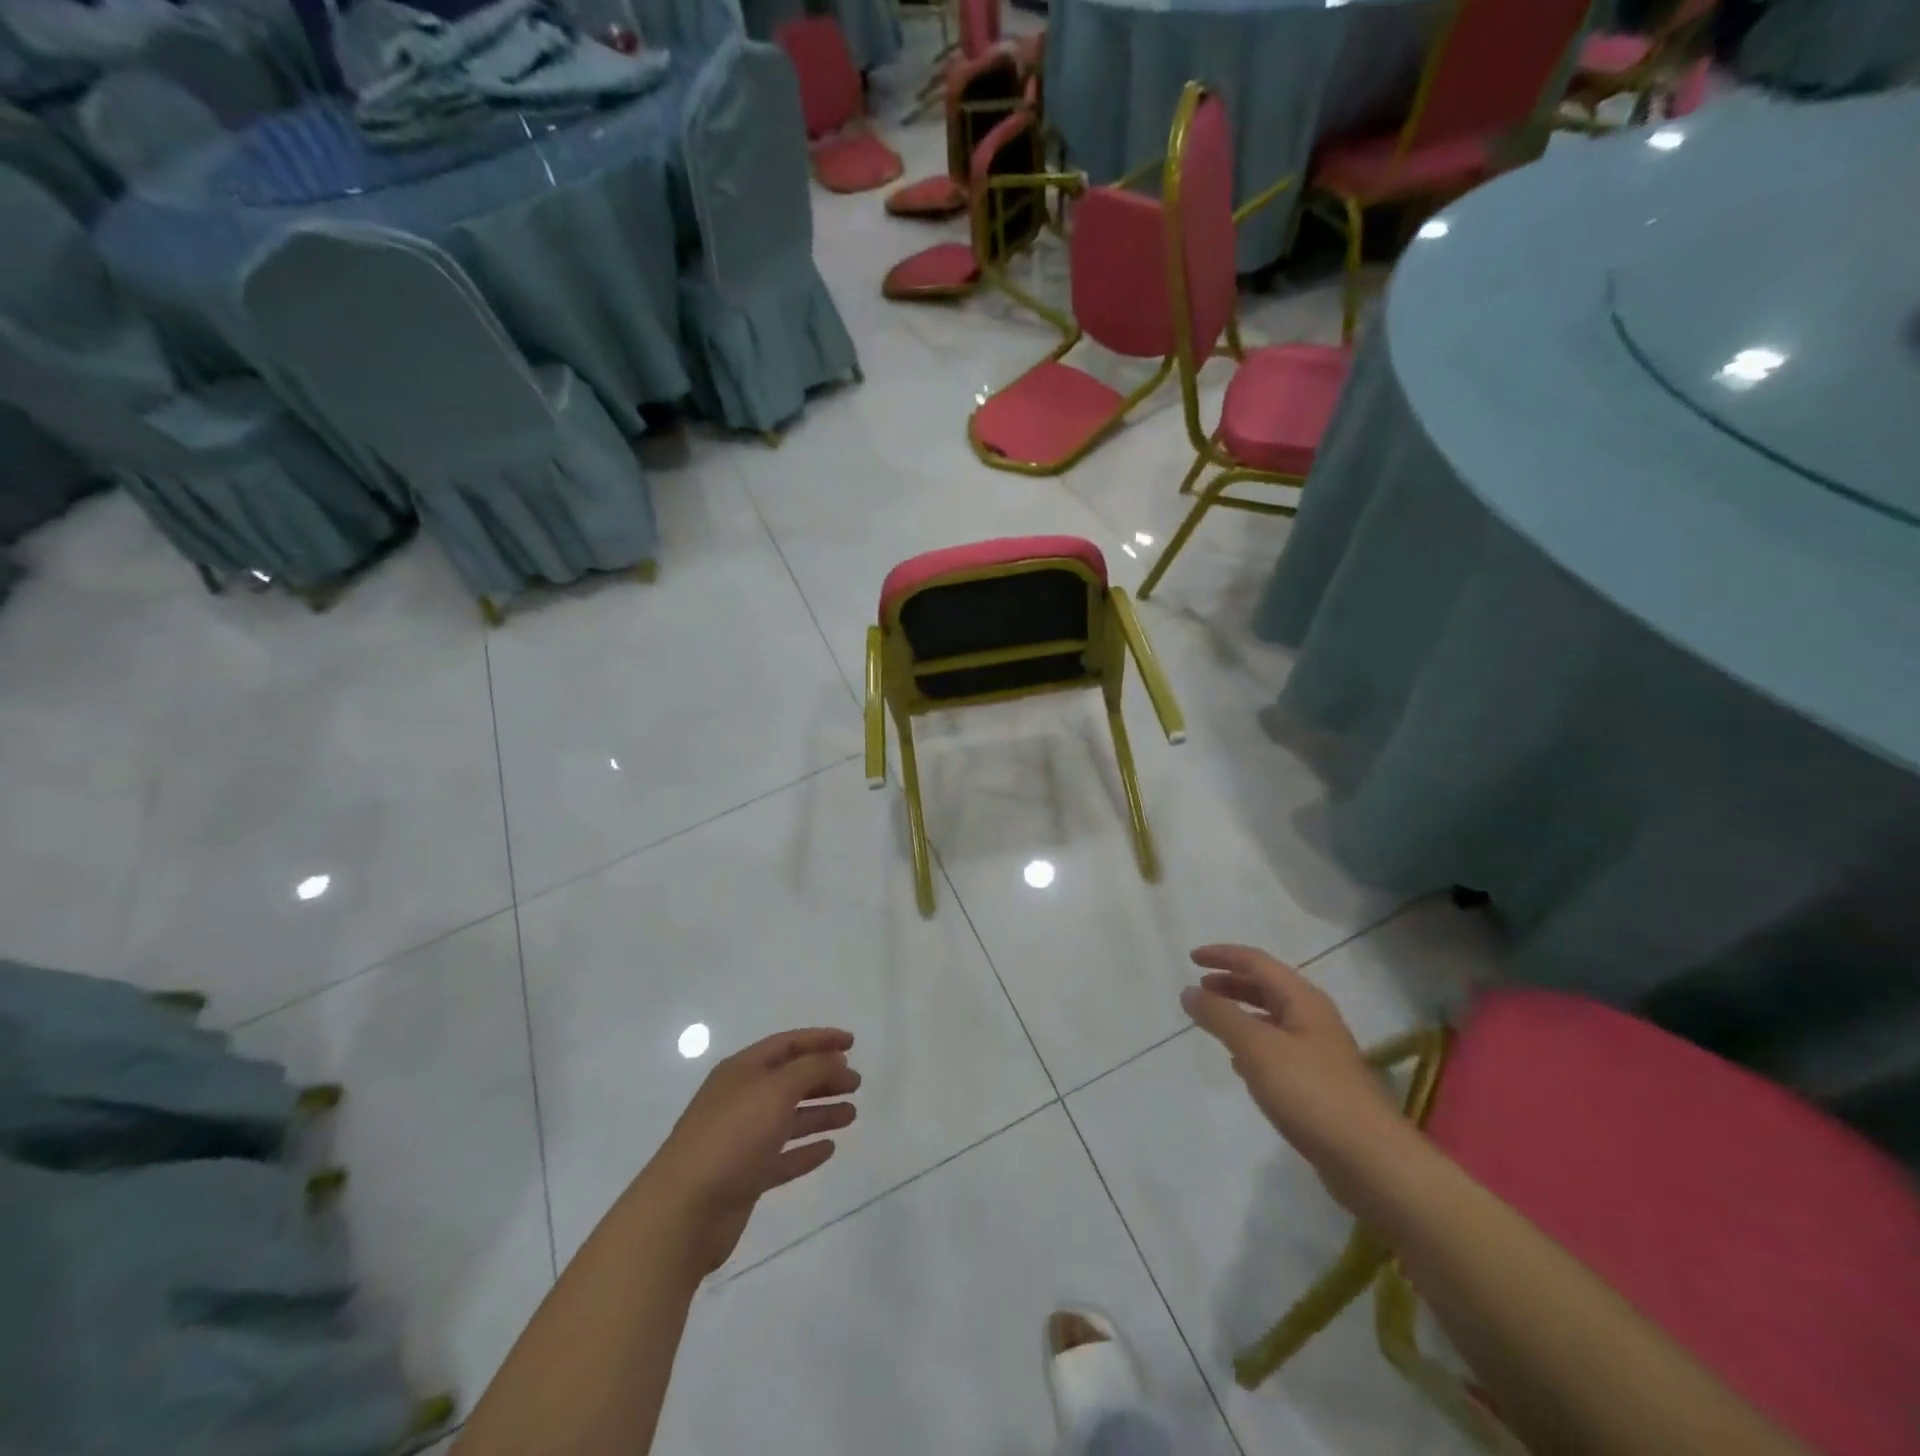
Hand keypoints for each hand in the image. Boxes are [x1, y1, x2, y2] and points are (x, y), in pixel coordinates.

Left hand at [644, 1028, 860, 1274]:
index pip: (787, 1044)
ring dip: (820, 1113)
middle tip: (856, 1083)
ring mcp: (742, 1139)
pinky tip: (829, 1149)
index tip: (852, 1043)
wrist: (684, 1211)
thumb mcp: (776, 1089)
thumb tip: (835, 1061)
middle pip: (790, 1080)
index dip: (820, 1039)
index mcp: (742, 1070)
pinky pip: (782, 1157)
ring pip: (789, 1118)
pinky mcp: (745, 1176)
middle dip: (824, 1078)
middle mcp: (742, 1099)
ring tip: (852, 1115)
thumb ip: (811, 1069)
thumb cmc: (732, 1136)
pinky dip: (805, 1151)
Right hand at [1180, 946, 1400, 1195]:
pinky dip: (1253, 1044)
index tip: (1191, 958)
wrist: (1370, 1161)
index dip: (1223, 955)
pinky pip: (1278, 1049)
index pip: (1256, 962)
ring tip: (1213, 1022)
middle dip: (1231, 983)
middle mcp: (1313, 1018)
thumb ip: (1220, 1016)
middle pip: (1266, 987)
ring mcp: (1319, 1052)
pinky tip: (1239, 1063)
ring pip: (1272, 1019)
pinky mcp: (1320, 1084)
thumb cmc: (1311, 1093)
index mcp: (1303, 1000)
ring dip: (1241, 1013)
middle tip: (1199, 989)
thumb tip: (1188, 991)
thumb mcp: (1256, 1048)